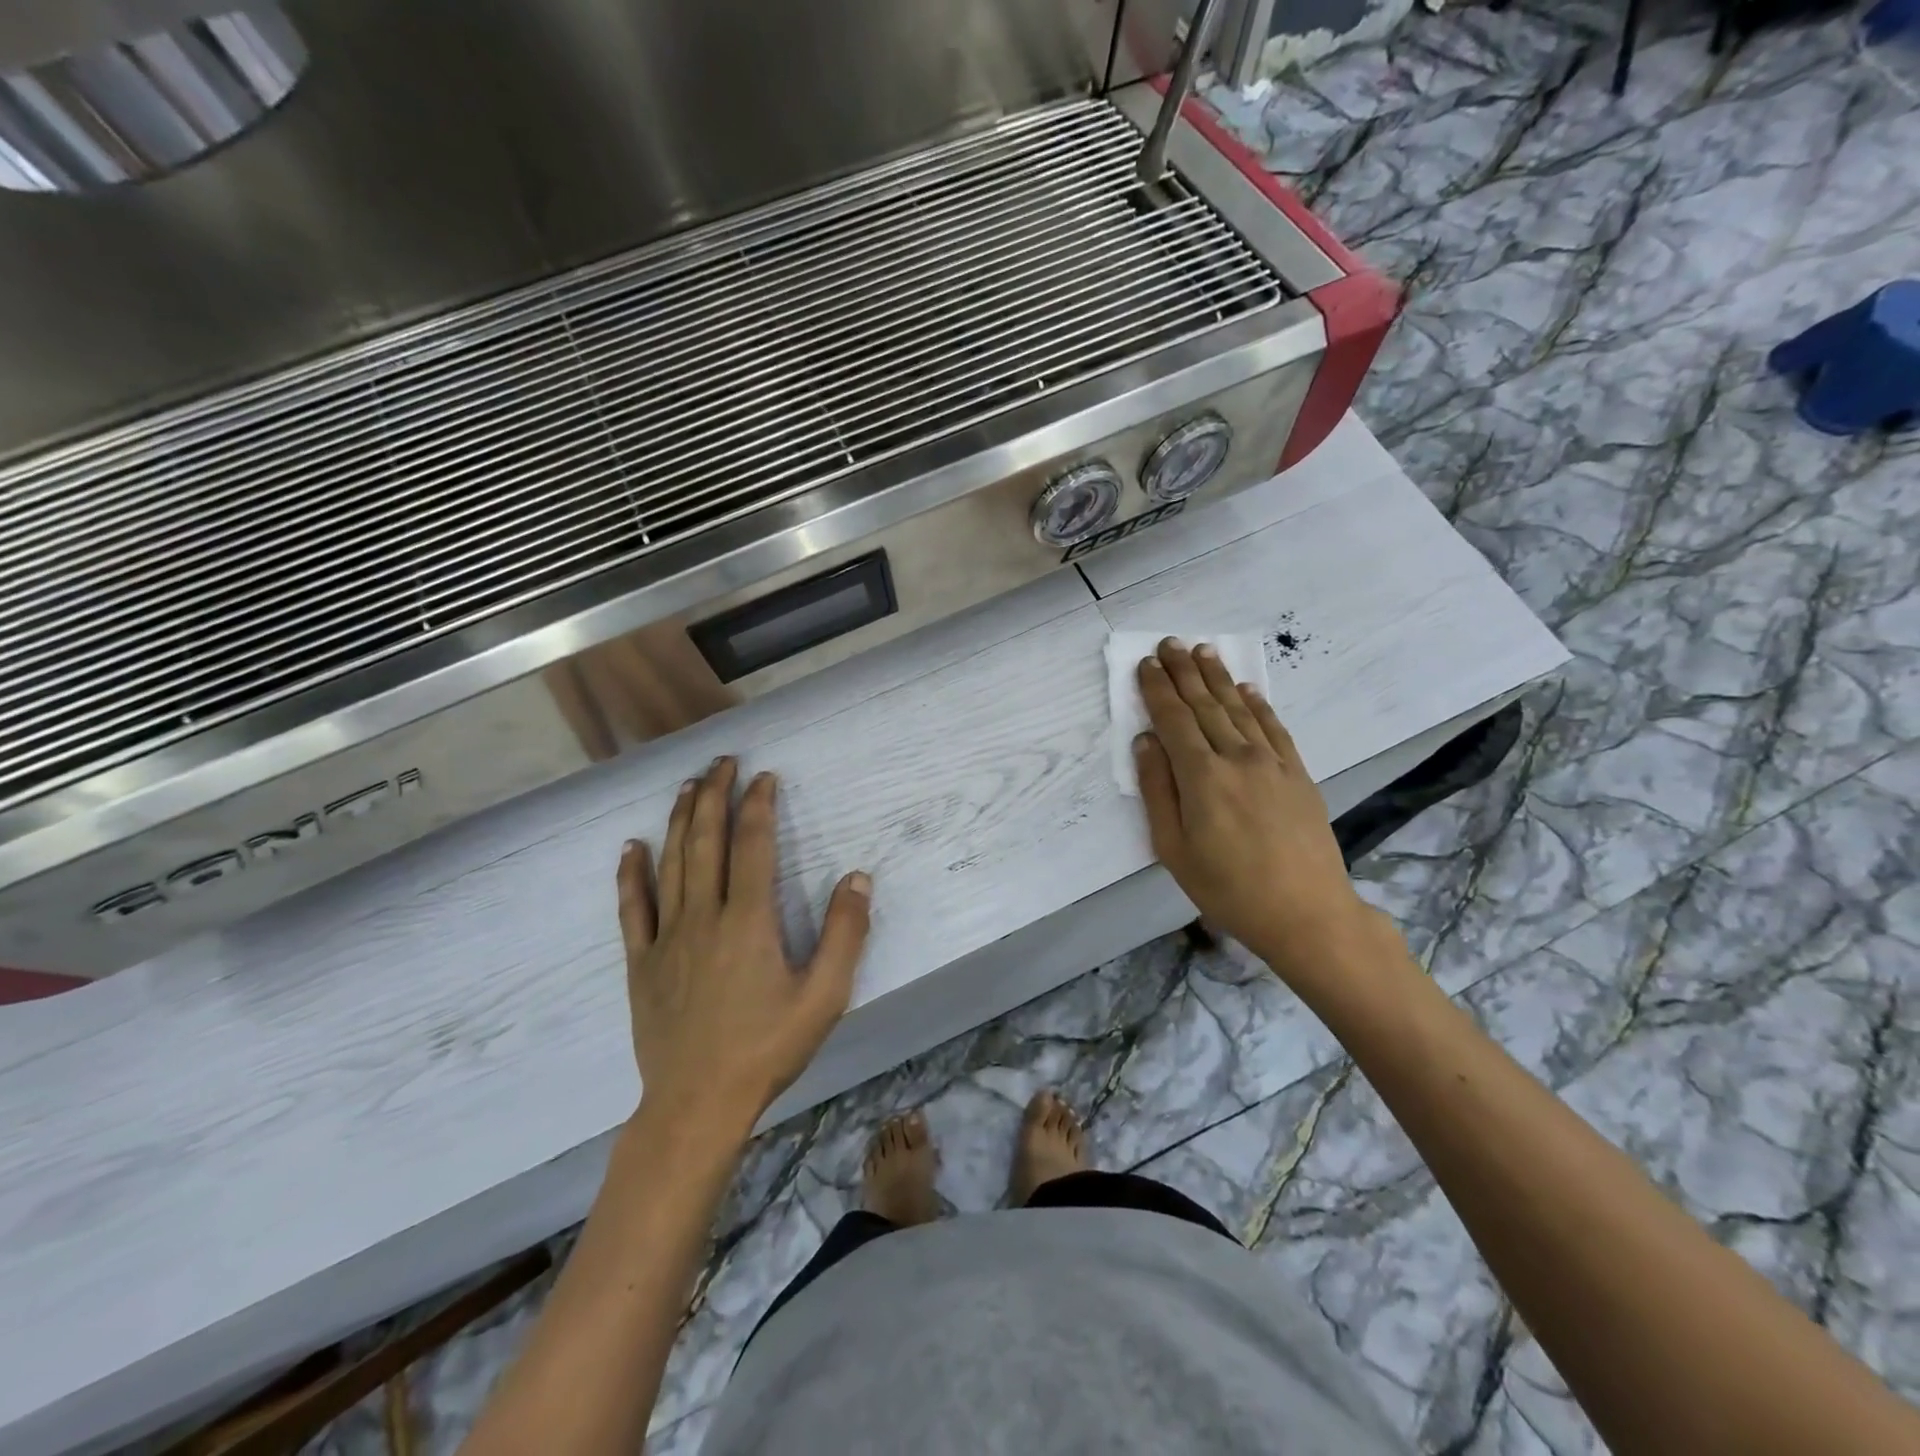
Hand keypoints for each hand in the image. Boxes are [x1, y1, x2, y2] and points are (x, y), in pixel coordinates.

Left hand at [617, 758, 871, 1138]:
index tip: (765, 776)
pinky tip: (631, 847)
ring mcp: (667, 938)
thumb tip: (857, 877)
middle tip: (721, 762)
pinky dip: (631, 874)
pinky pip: (633, 908)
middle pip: (706, 841)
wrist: (697, 1104)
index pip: (753, 845)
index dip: (758, 805)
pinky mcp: (642, 962)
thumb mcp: (824, 996)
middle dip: (714, 796)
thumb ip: (845, 934)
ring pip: (671, 864)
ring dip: (678, 820)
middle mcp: (704, 916)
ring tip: (687, 786)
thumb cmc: (767, 1049)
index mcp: (749, 920)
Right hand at [1134, 638, 1373, 982]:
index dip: (1158, 690)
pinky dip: (1258, 704)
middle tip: (1170, 643)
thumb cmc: (1228, 888)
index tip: (1147, 664)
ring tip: (1202, 651)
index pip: (1174, 720)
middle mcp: (1237, 758)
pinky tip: (1247, 689)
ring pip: (1238, 709)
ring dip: (1218, 678)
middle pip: (1205, 705)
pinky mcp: (1298, 773)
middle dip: (1184, 672)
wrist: (1306, 912)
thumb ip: (1158, 791)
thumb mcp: (1174, 849)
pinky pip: (1274, 728)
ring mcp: (1272, 763)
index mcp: (1202, 777)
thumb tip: (1146, 742)